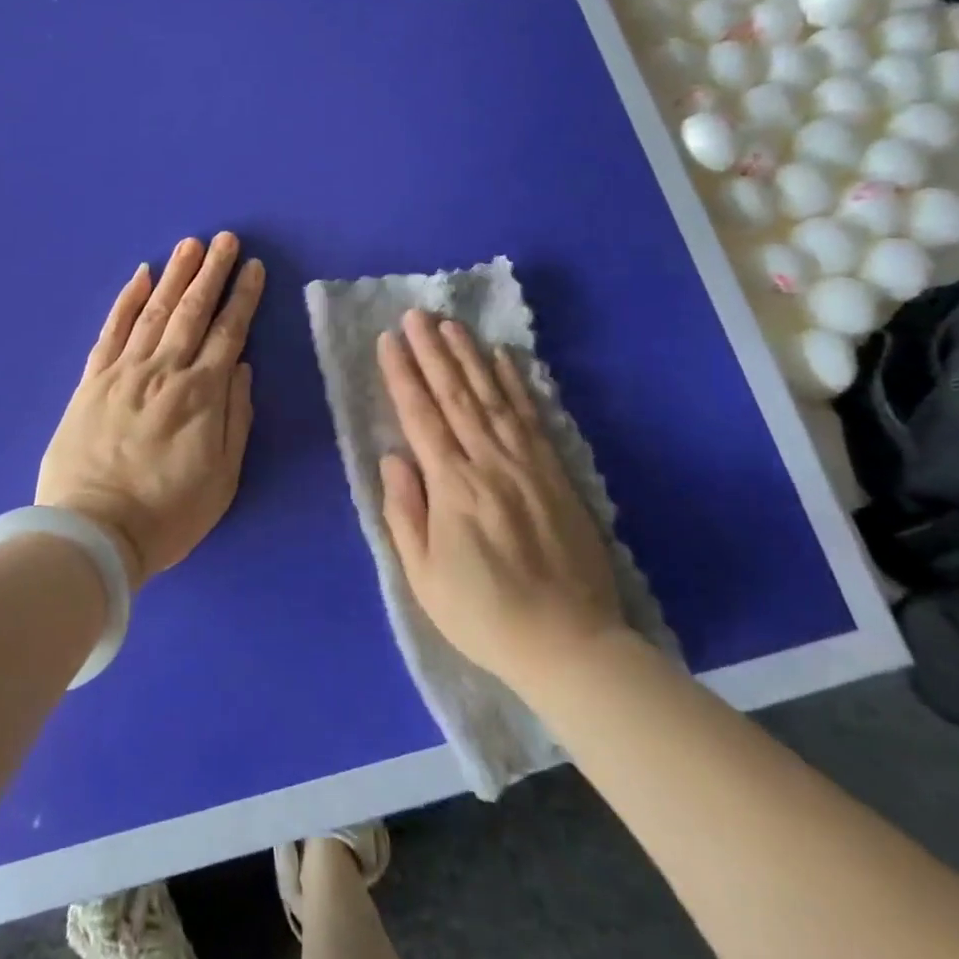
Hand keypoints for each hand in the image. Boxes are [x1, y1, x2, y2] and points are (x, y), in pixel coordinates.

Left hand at [37, 233, 263, 587]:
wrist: (92, 534)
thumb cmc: (167, 514)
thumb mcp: (222, 478)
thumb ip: (235, 418)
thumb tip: (240, 367)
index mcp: (201, 395)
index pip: (228, 333)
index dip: (243, 298)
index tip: (254, 269)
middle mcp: (164, 372)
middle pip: (192, 311)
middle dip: (212, 272)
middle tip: (226, 239)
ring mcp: (124, 372)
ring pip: (154, 311)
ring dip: (174, 275)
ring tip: (190, 245)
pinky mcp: (92, 380)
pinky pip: (112, 331)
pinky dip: (126, 300)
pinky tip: (139, 276)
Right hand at [377, 310, 626, 688]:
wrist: (569, 643)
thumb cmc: (484, 614)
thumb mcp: (424, 577)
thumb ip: (405, 512)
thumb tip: (392, 458)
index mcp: (452, 486)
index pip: (421, 416)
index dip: (402, 375)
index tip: (388, 340)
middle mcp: (488, 462)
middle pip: (455, 395)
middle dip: (431, 351)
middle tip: (415, 314)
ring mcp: (526, 463)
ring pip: (492, 396)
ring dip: (469, 356)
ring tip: (450, 324)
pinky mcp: (555, 472)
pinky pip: (530, 416)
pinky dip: (515, 383)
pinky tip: (504, 358)